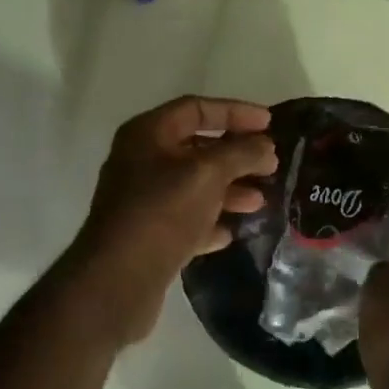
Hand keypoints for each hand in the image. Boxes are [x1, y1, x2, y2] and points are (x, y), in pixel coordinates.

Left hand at [70, 96, 276, 342]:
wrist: (118, 279)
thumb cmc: (163, 212)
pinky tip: (231, 232)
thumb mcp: (208, 174)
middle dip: (236, 156)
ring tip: (259, 202)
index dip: (235, 112)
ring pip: (193, 186)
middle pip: (196, 148)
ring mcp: (142, 199)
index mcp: (148, 134)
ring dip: (228, 190)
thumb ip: (241, 153)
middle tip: (270, 166)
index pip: (197, 109)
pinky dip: (209, 221)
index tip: (270, 124)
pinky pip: (185, 219)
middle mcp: (141, 161)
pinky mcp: (147, 234)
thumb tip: (265, 146)